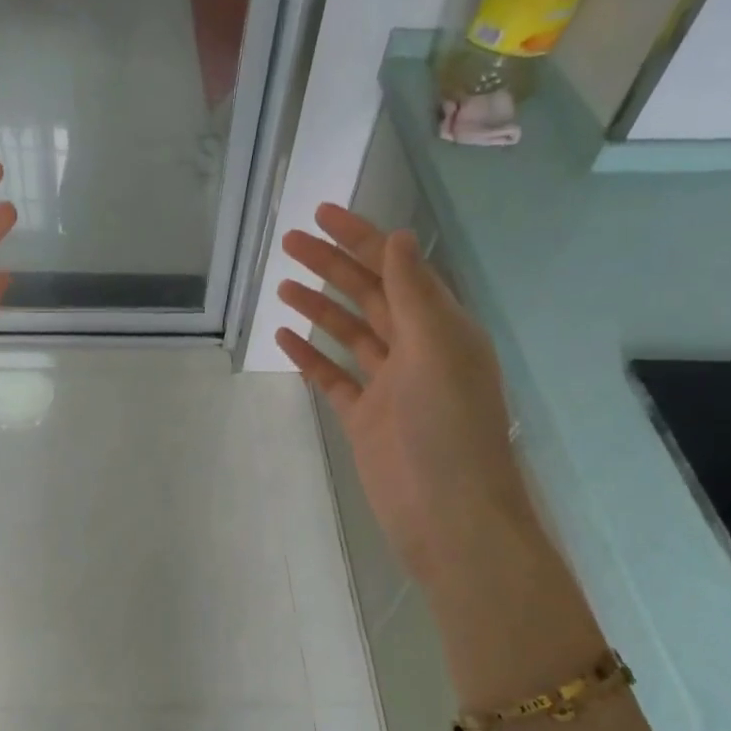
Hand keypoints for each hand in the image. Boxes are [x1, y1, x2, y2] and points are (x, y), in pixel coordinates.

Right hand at [276, 204, 530, 587]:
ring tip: (282, 283)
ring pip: (349, 333)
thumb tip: (397, 237)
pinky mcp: (365, 418)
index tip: (323, 214)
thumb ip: (414, 293)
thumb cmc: (448, 429)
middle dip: (332, 265)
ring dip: (318, 306)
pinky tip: (285, 337)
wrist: (447, 516)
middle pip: (368, 295)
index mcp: (441, 328)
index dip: (362, 238)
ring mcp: (389, 385)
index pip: (397, 269)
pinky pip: (333, 378)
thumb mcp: (436, 350)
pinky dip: (310, 357)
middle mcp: (416, 350)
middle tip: (289, 242)